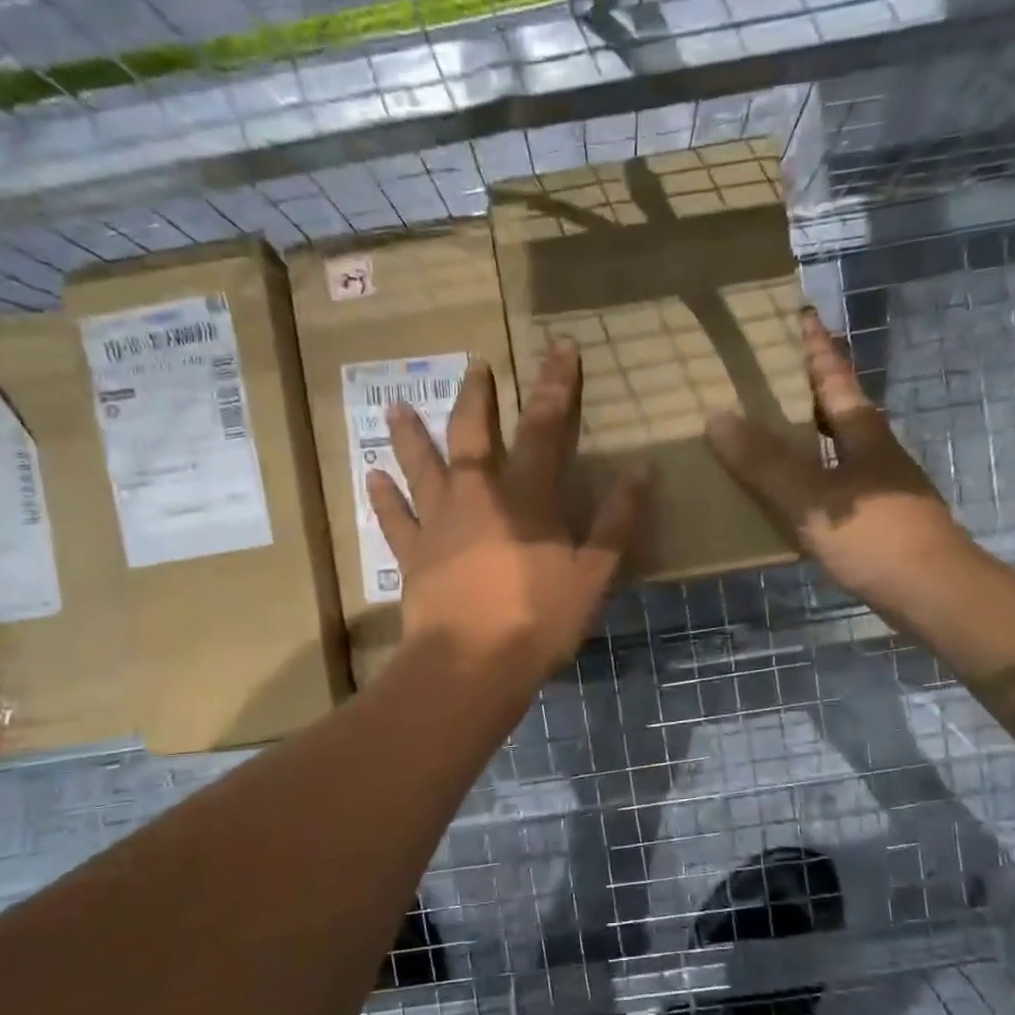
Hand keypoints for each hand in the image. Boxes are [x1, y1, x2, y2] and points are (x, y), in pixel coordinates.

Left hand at [367, 342, 648, 682]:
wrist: (471, 666)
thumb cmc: (538, 620)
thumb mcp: (593, 575)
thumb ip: (616, 522)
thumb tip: (642, 471)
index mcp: (526, 497)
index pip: (544, 428)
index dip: (554, 386)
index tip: (559, 348)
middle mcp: (477, 496)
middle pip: (473, 434)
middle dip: (477, 396)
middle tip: (474, 365)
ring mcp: (438, 524)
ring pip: (422, 466)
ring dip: (411, 434)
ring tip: (397, 405)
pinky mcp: (412, 555)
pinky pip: (394, 518)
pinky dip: (384, 496)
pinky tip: (372, 475)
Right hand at [705, 308, 965, 609]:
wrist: (934, 593)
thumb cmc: (875, 536)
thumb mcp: (811, 498)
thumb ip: (765, 462)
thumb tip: (717, 416)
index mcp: (863, 432)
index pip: (835, 376)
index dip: (816, 347)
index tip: (800, 315)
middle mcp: (875, 450)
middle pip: (840, 407)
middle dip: (810, 387)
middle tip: (770, 375)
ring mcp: (881, 485)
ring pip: (839, 446)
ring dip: (809, 433)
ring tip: (770, 430)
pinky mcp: (879, 517)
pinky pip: (836, 481)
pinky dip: (812, 474)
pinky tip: (791, 491)